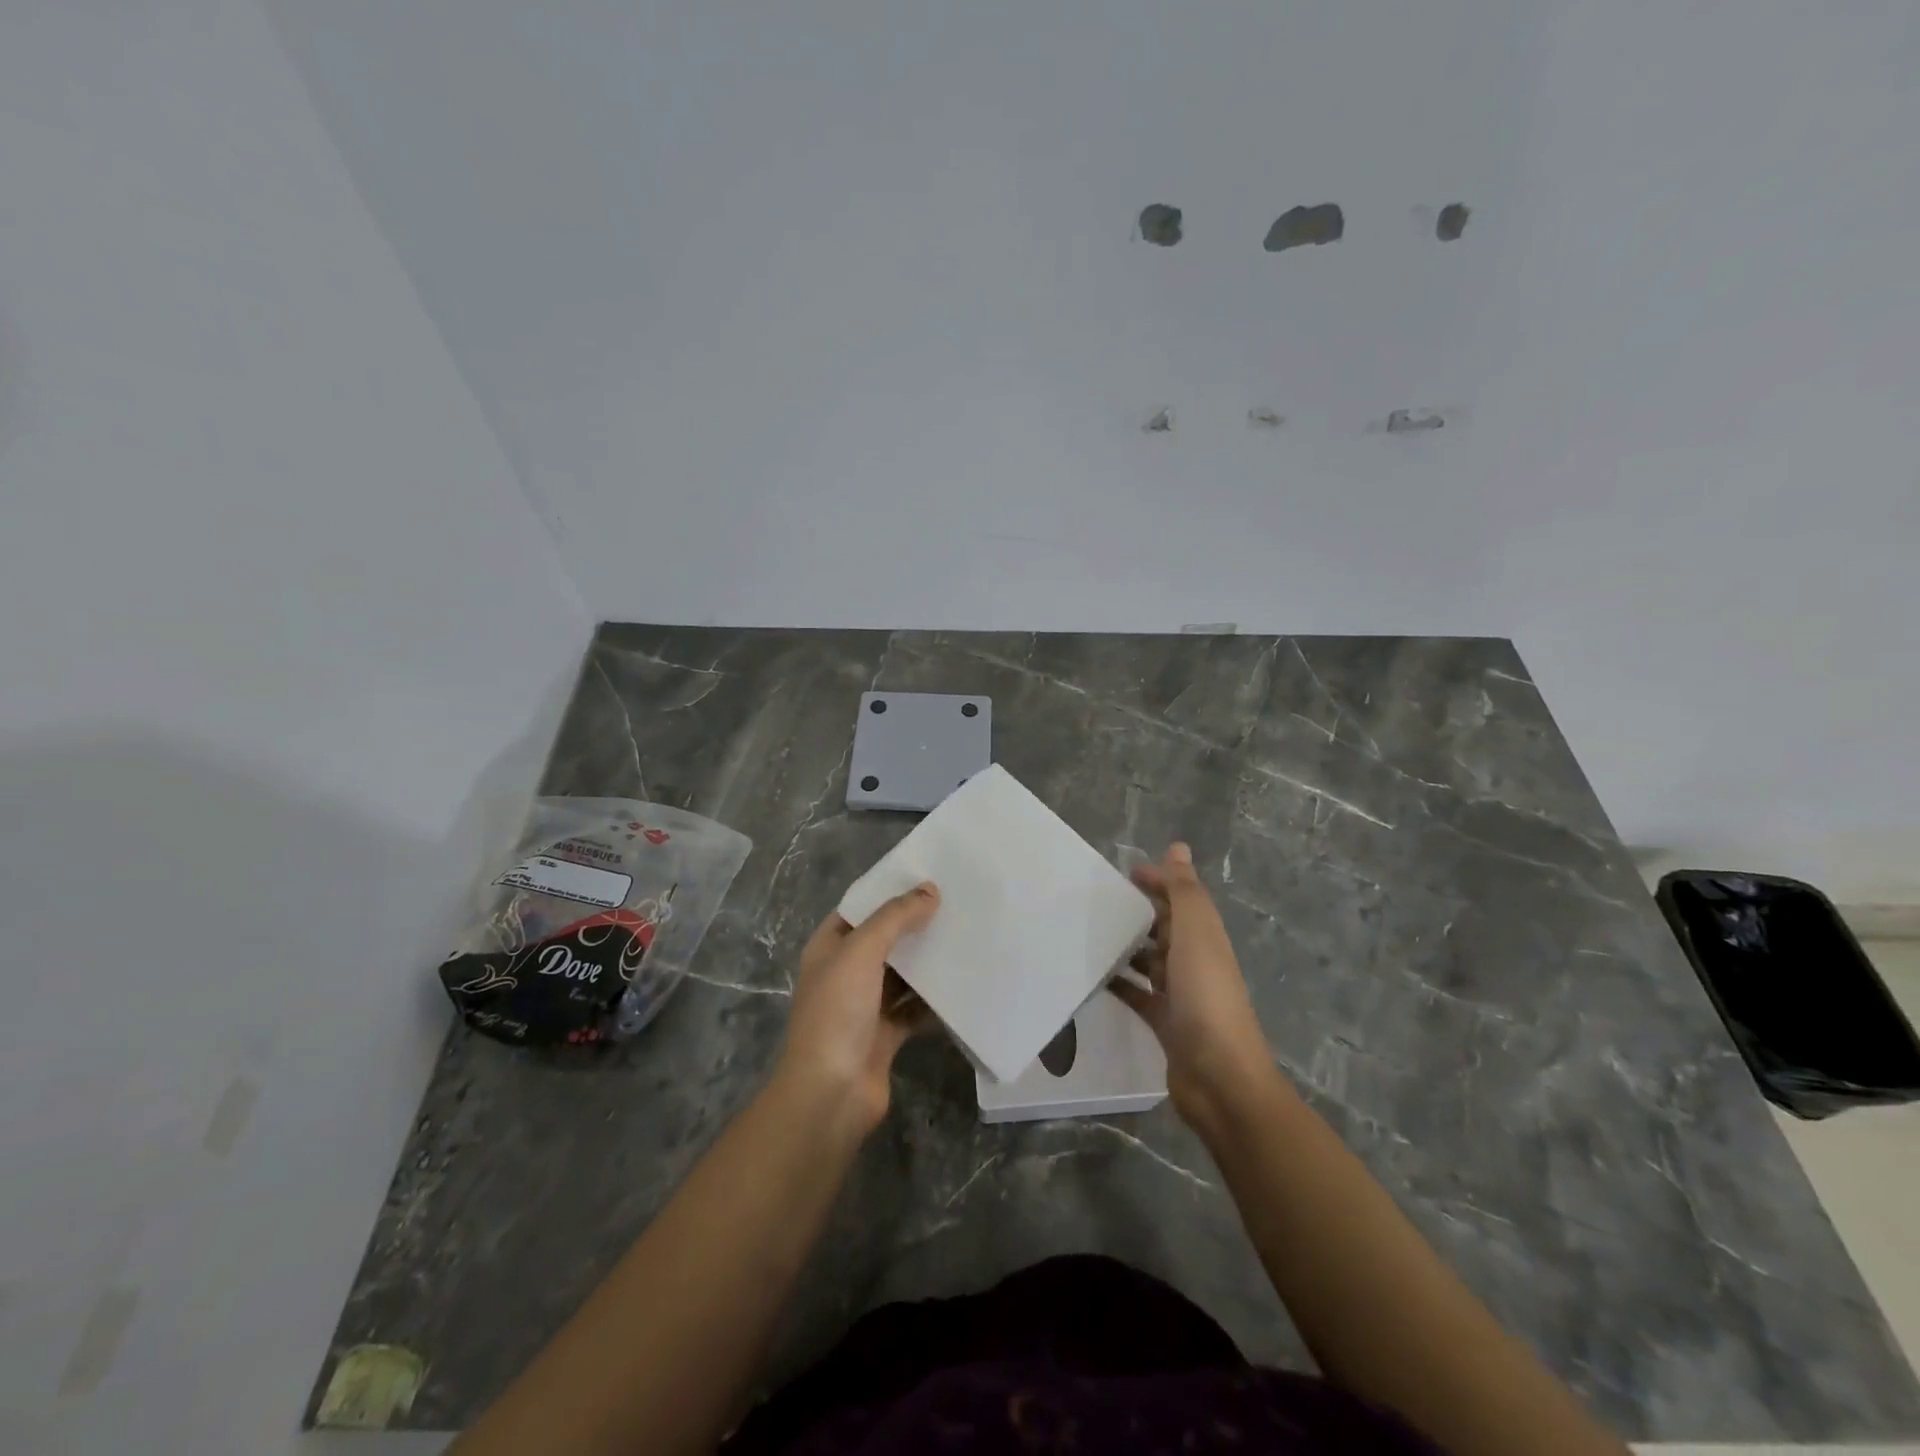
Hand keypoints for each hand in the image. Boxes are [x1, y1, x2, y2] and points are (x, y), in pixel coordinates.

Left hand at [776, 883, 939, 1135]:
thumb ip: (895, 918)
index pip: (859, 910)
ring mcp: (864, 1007)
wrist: (831, 1093)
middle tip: (956, 903)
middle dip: (914, 925)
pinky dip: (934, 999)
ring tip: (965, 935)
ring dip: (927, 961)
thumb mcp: (861, 952)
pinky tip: (963, 983)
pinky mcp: (885, 1036)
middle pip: (883, 941)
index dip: (887, 893)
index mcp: (828, 949)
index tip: (926, 877)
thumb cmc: (837, 1012)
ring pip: (901, 975)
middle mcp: (844, 974)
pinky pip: (914, 1009)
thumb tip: (930, 889)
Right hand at [1114, 844, 1281, 1133]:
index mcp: (1205, 937)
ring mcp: (1180, 994)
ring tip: (1088, 934)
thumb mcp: (1197, 934)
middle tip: (1096, 902)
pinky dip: (1119, 984)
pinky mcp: (1164, 1022)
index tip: (1123, 873)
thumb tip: (1178, 847)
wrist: (1218, 1076)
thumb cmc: (1206, 996)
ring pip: (1150, 960)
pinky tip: (1093, 977)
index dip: (1158, 881)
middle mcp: (1195, 961)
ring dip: (1127, 947)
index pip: (1181, 898)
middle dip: (1139, 912)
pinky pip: (1137, 995)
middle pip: (1165, 928)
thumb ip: (1184, 892)